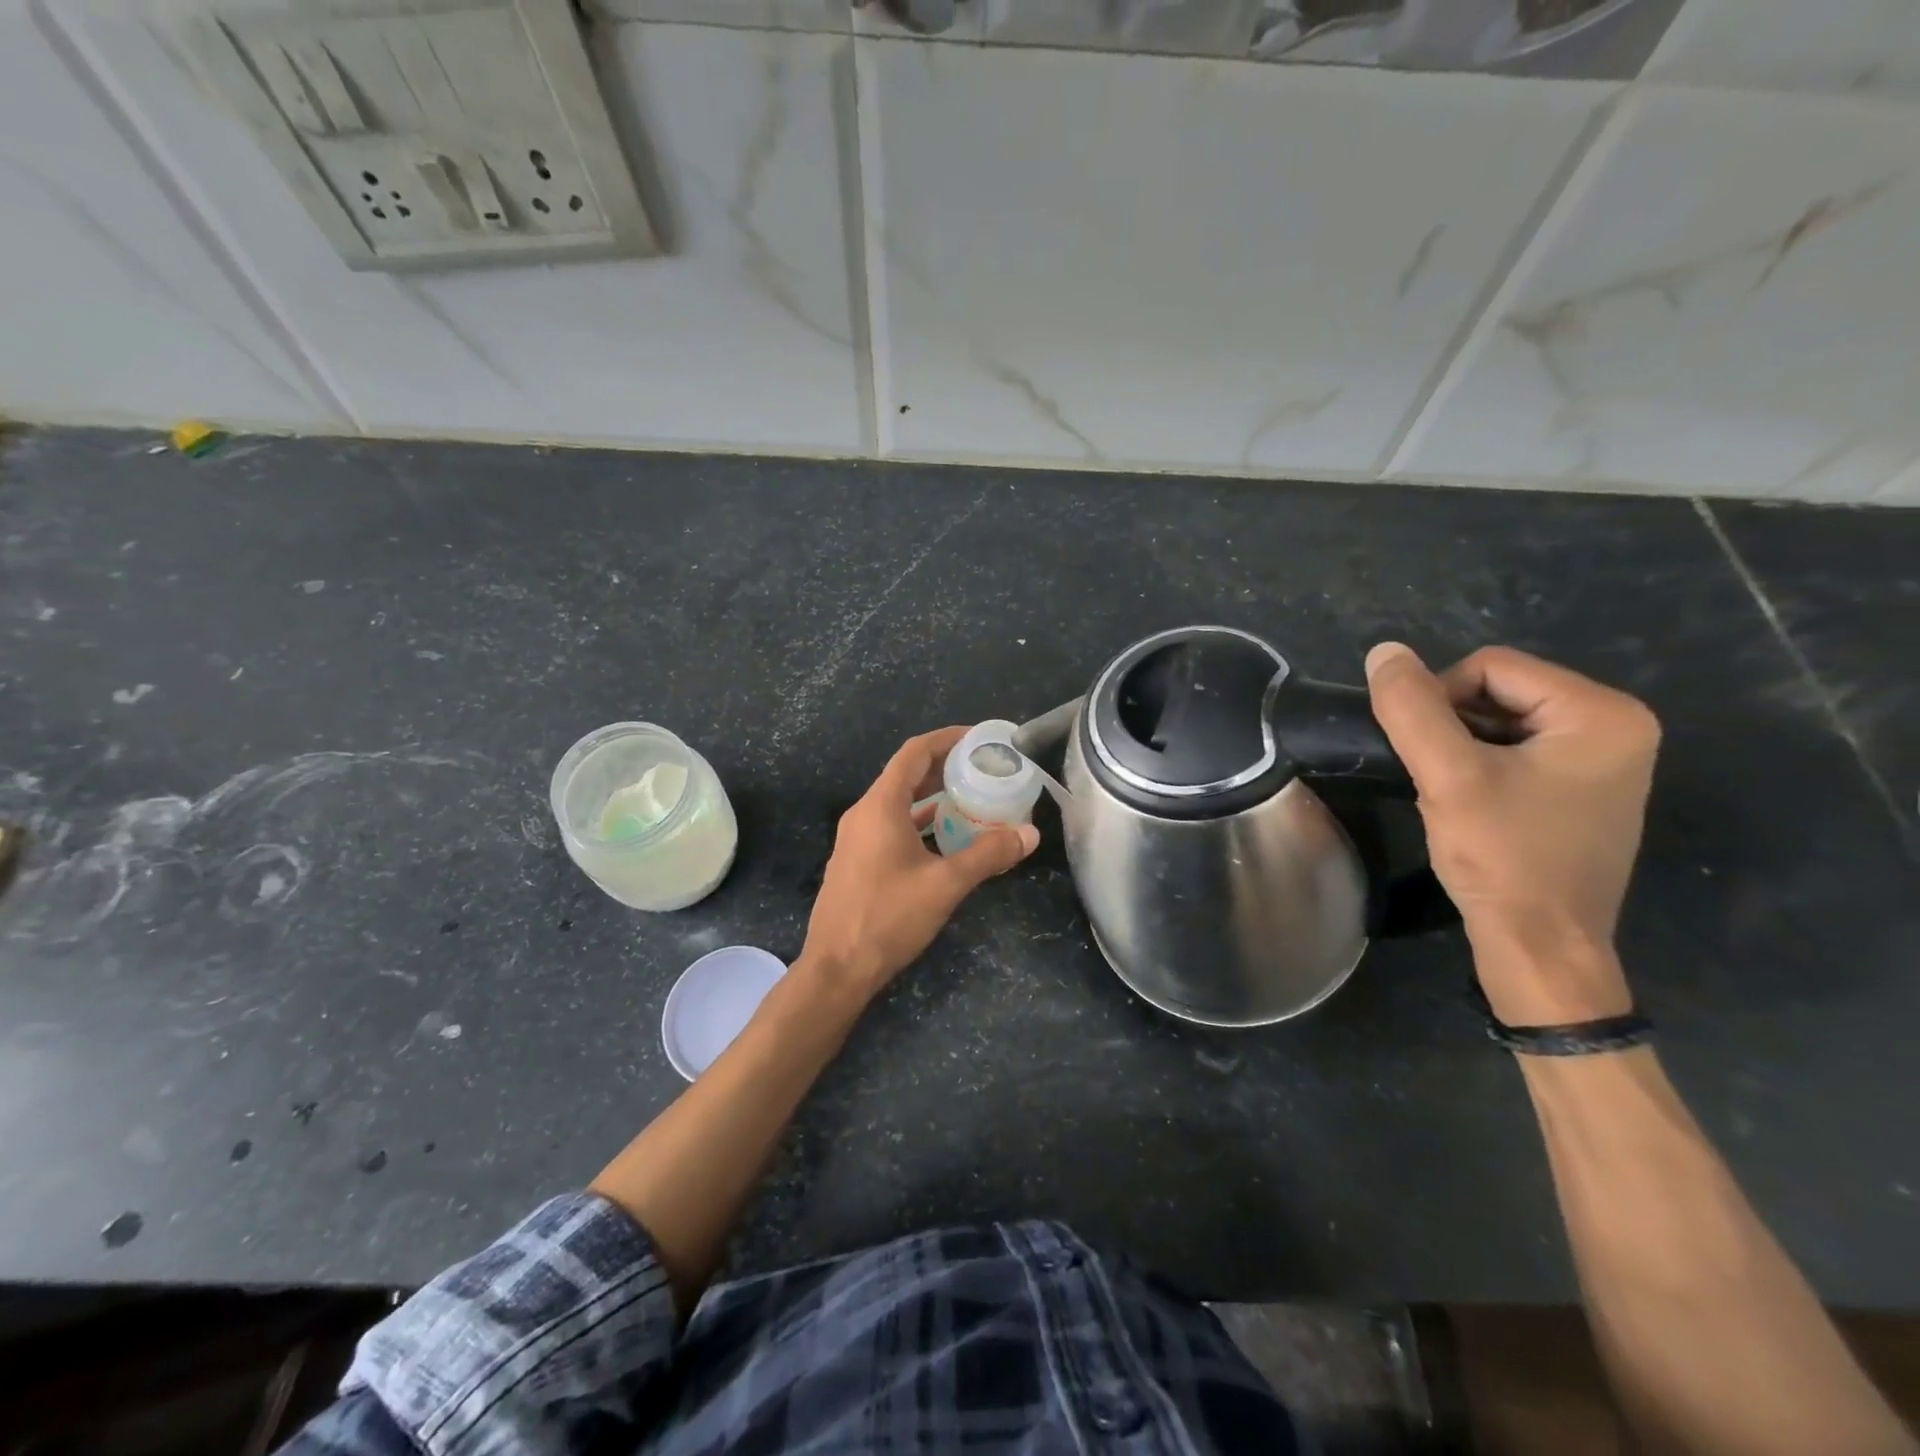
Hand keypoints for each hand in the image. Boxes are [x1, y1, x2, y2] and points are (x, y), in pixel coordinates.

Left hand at [798, 727, 1038, 1001]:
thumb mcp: (945, 884)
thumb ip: (988, 854)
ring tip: (972, 800)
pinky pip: (891, 826)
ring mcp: (856, 839)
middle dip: (944, 767)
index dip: (946, 739)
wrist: (836, 968)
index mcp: (880, 806)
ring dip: (933, 797)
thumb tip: (1029, 834)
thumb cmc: (888, 917)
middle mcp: (864, 814)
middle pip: (906, 775)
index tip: (978, 739)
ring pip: (898, 804)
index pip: (914, 753)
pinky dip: (920, 823)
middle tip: (983, 769)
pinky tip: (944, 838)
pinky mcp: (856, 861)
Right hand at [1364, 643, 1659, 1024]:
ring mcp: (1604, 762)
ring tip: (1448, 792)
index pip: (1491, 666)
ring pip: (1503, 721)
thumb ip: (1413, 709)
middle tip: (1434, 775)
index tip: (1422, 753)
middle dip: (1452, 725)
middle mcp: (1617, 727)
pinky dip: (1480, 766)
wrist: (1541, 948)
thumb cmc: (1504, 858)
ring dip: (1461, 747)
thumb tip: (1383, 651)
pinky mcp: (1583, 791)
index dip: (1438, 698)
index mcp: (1602, 713)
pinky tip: (1468, 804)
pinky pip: (1518, 751)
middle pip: (1500, 690)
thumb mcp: (1448, 777)